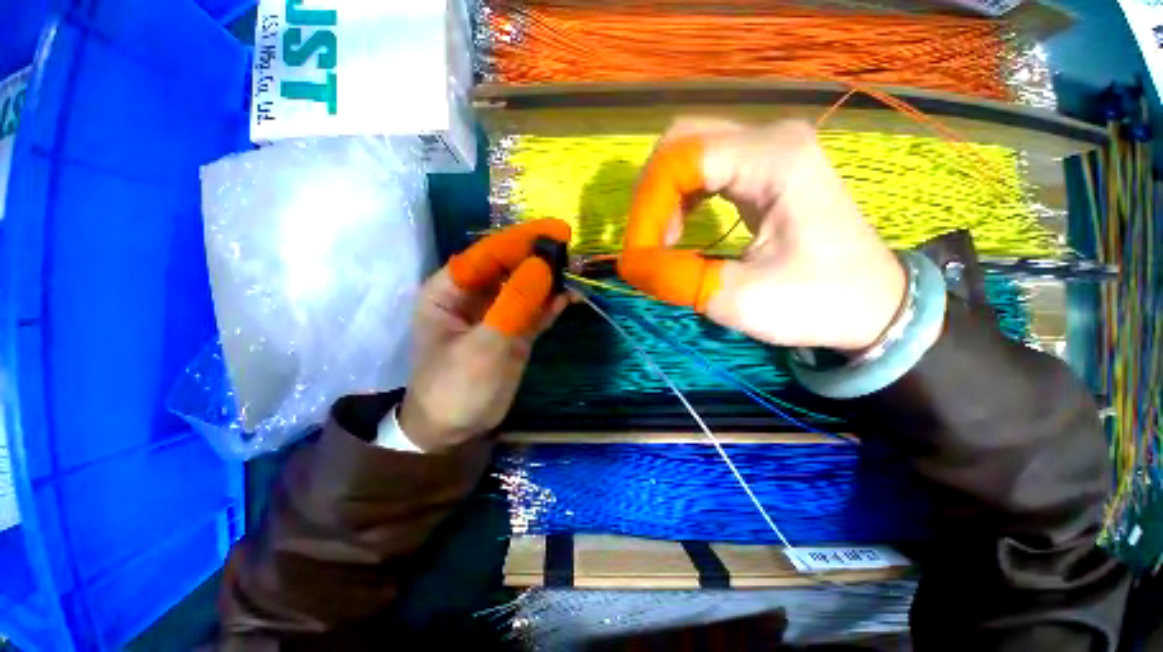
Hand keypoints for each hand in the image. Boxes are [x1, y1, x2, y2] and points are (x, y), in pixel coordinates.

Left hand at [399, 220, 571, 451]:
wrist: (454, 429)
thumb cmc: (455, 386)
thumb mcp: (483, 346)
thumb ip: (513, 305)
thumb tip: (543, 265)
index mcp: (450, 289)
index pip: (488, 254)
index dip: (521, 241)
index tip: (557, 232)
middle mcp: (474, 295)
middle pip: (510, 266)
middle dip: (539, 259)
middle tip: (572, 252)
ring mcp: (497, 313)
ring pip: (526, 287)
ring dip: (550, 281)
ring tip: (577, 274)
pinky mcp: (514, 330)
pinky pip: (535, 310)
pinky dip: (552, 304)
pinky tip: (570, 297)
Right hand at [618, 120, 905, 351]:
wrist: (873, 306)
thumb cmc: (818, 302)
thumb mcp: (740, 299)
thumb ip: (676, 279)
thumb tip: (629, 265)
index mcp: (774, 159)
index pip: (681, 160)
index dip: (648, 207)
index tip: (639, 254)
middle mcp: (772, 140)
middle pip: (681, 142)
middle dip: (650, 196)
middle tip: (644, 243)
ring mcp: (770, 151)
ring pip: (689, 154)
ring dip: (662, 198)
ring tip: (660, 242)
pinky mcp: (765, 171)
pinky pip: (704, 171)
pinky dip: (679, 200)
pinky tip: (679, 230)